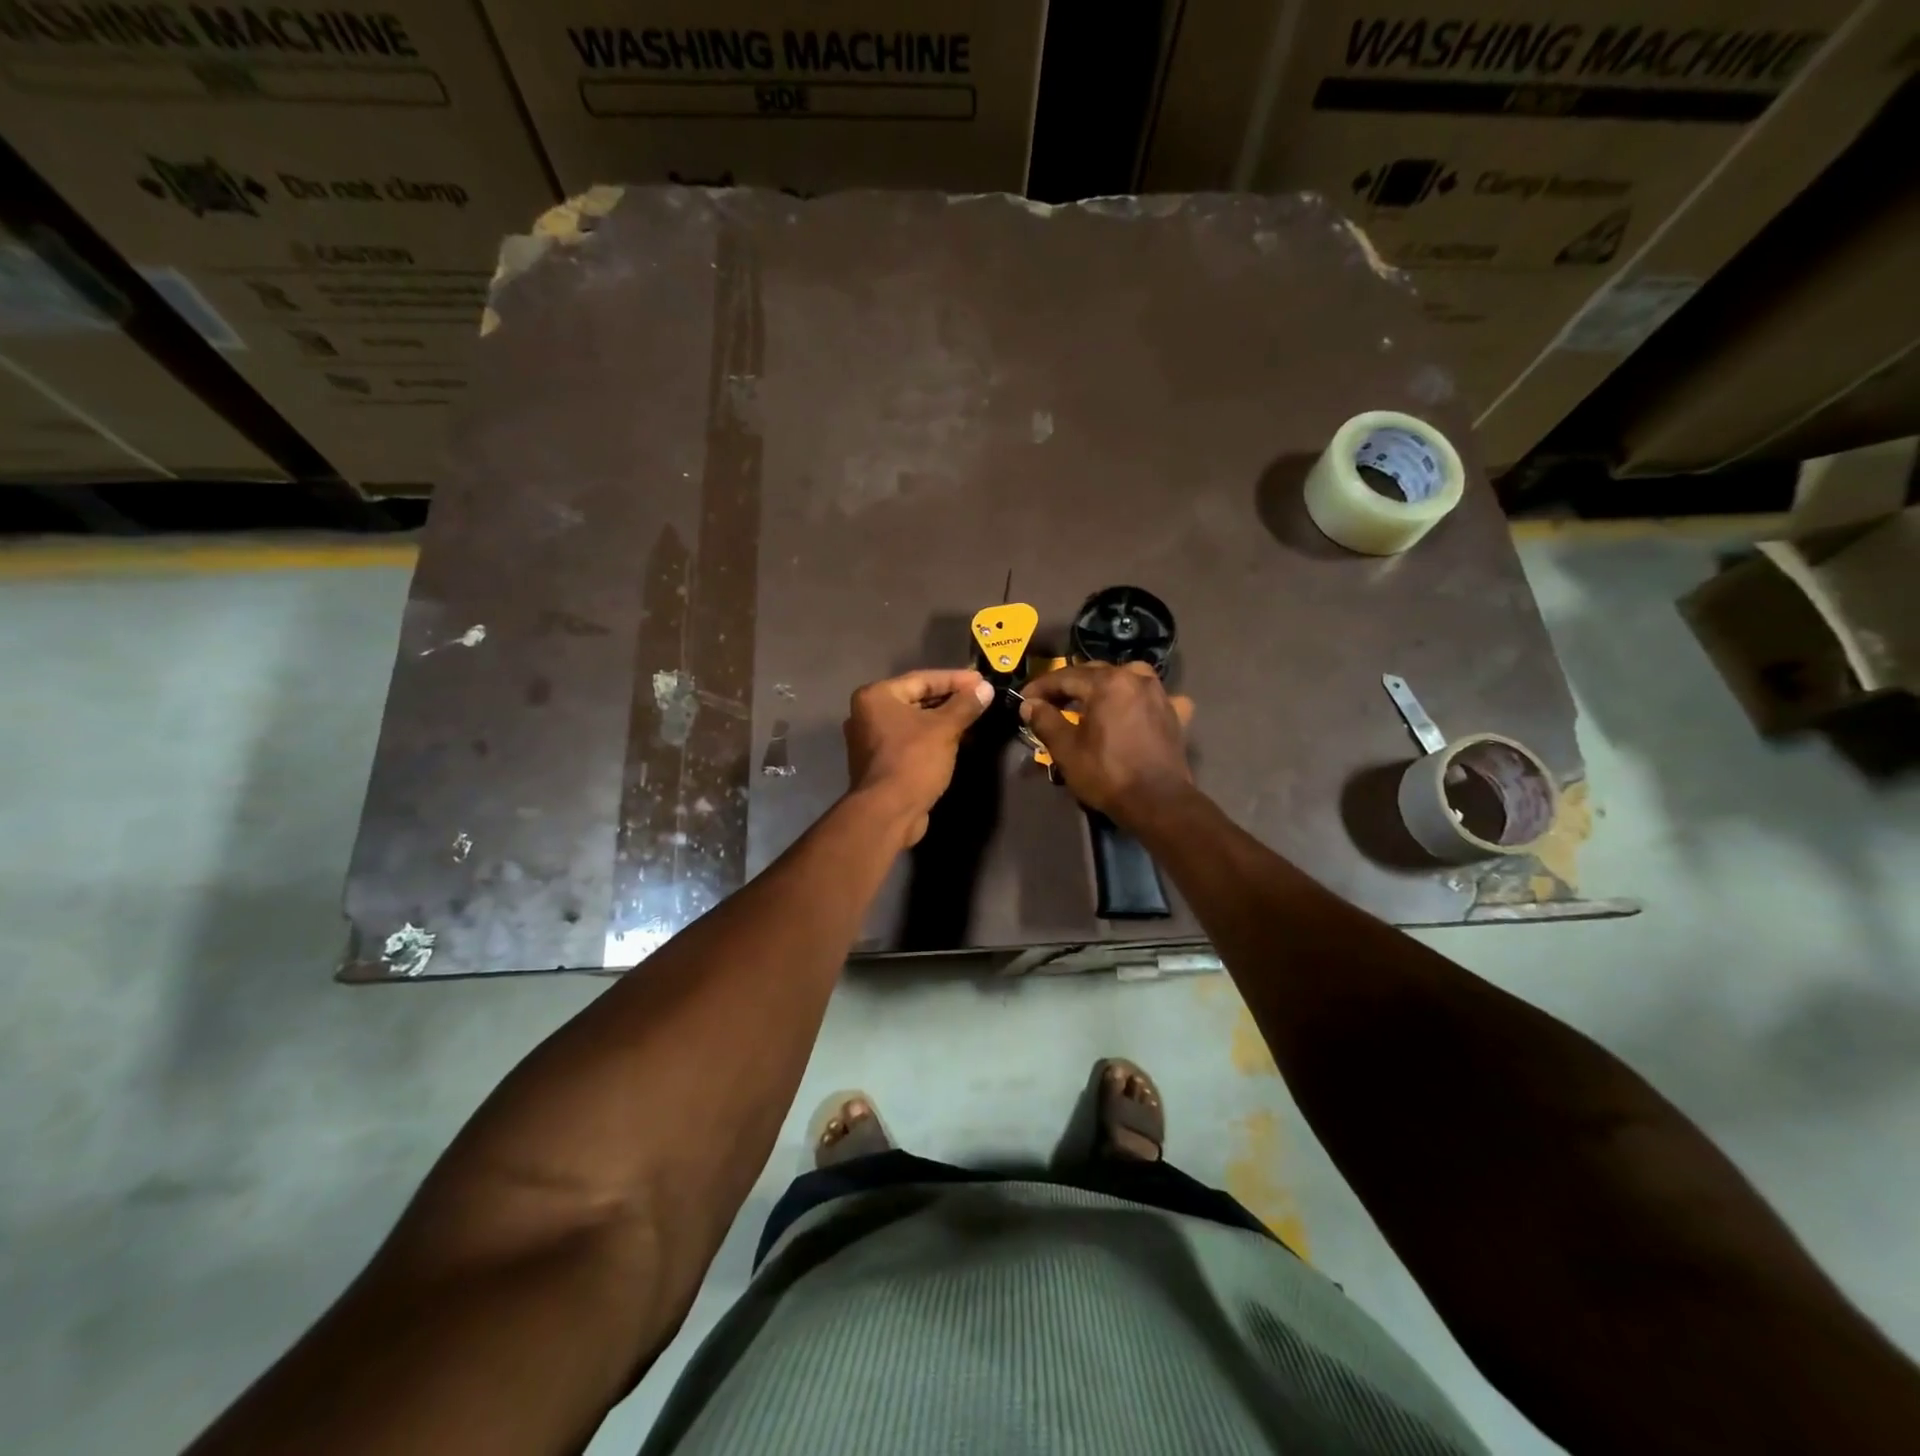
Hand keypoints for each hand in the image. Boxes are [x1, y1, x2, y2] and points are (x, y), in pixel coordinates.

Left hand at [844, 668, 994, 845]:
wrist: (888, 813)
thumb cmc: (913, 761)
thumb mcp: (944, 729)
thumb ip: (965, 705)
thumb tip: (985, 688)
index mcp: (876, 697)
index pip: (922, 679)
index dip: (955, 679)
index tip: (982, 680)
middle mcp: (868, 714)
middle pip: (917, 699)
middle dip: (950, 699)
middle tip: (980, 698)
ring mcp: (872, 740)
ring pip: (915, 721)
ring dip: (944, 720)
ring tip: (974, 717)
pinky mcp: (881, 762)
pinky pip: (912, 740)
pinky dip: (933, 738)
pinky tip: (958, 740)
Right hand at [1020, 663, 1194, 825]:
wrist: (1157, 802)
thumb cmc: (1106, 773)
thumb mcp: (1066, 749)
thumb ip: (1045, 720)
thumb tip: (1029, 704)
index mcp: (1108, 683)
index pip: (1066, 677)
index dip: (1041, 687)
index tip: (1025, 699)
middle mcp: (1136, 678)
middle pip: (1095, 674)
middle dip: (1070, 686)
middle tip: (1049, 702)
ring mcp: (1160, 695)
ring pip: (1126, 679)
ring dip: (1105, 687)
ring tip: (1091, 702)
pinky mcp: (1175, 714)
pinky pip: (1153, 698)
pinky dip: (1139, 701)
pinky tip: (1135, 711)